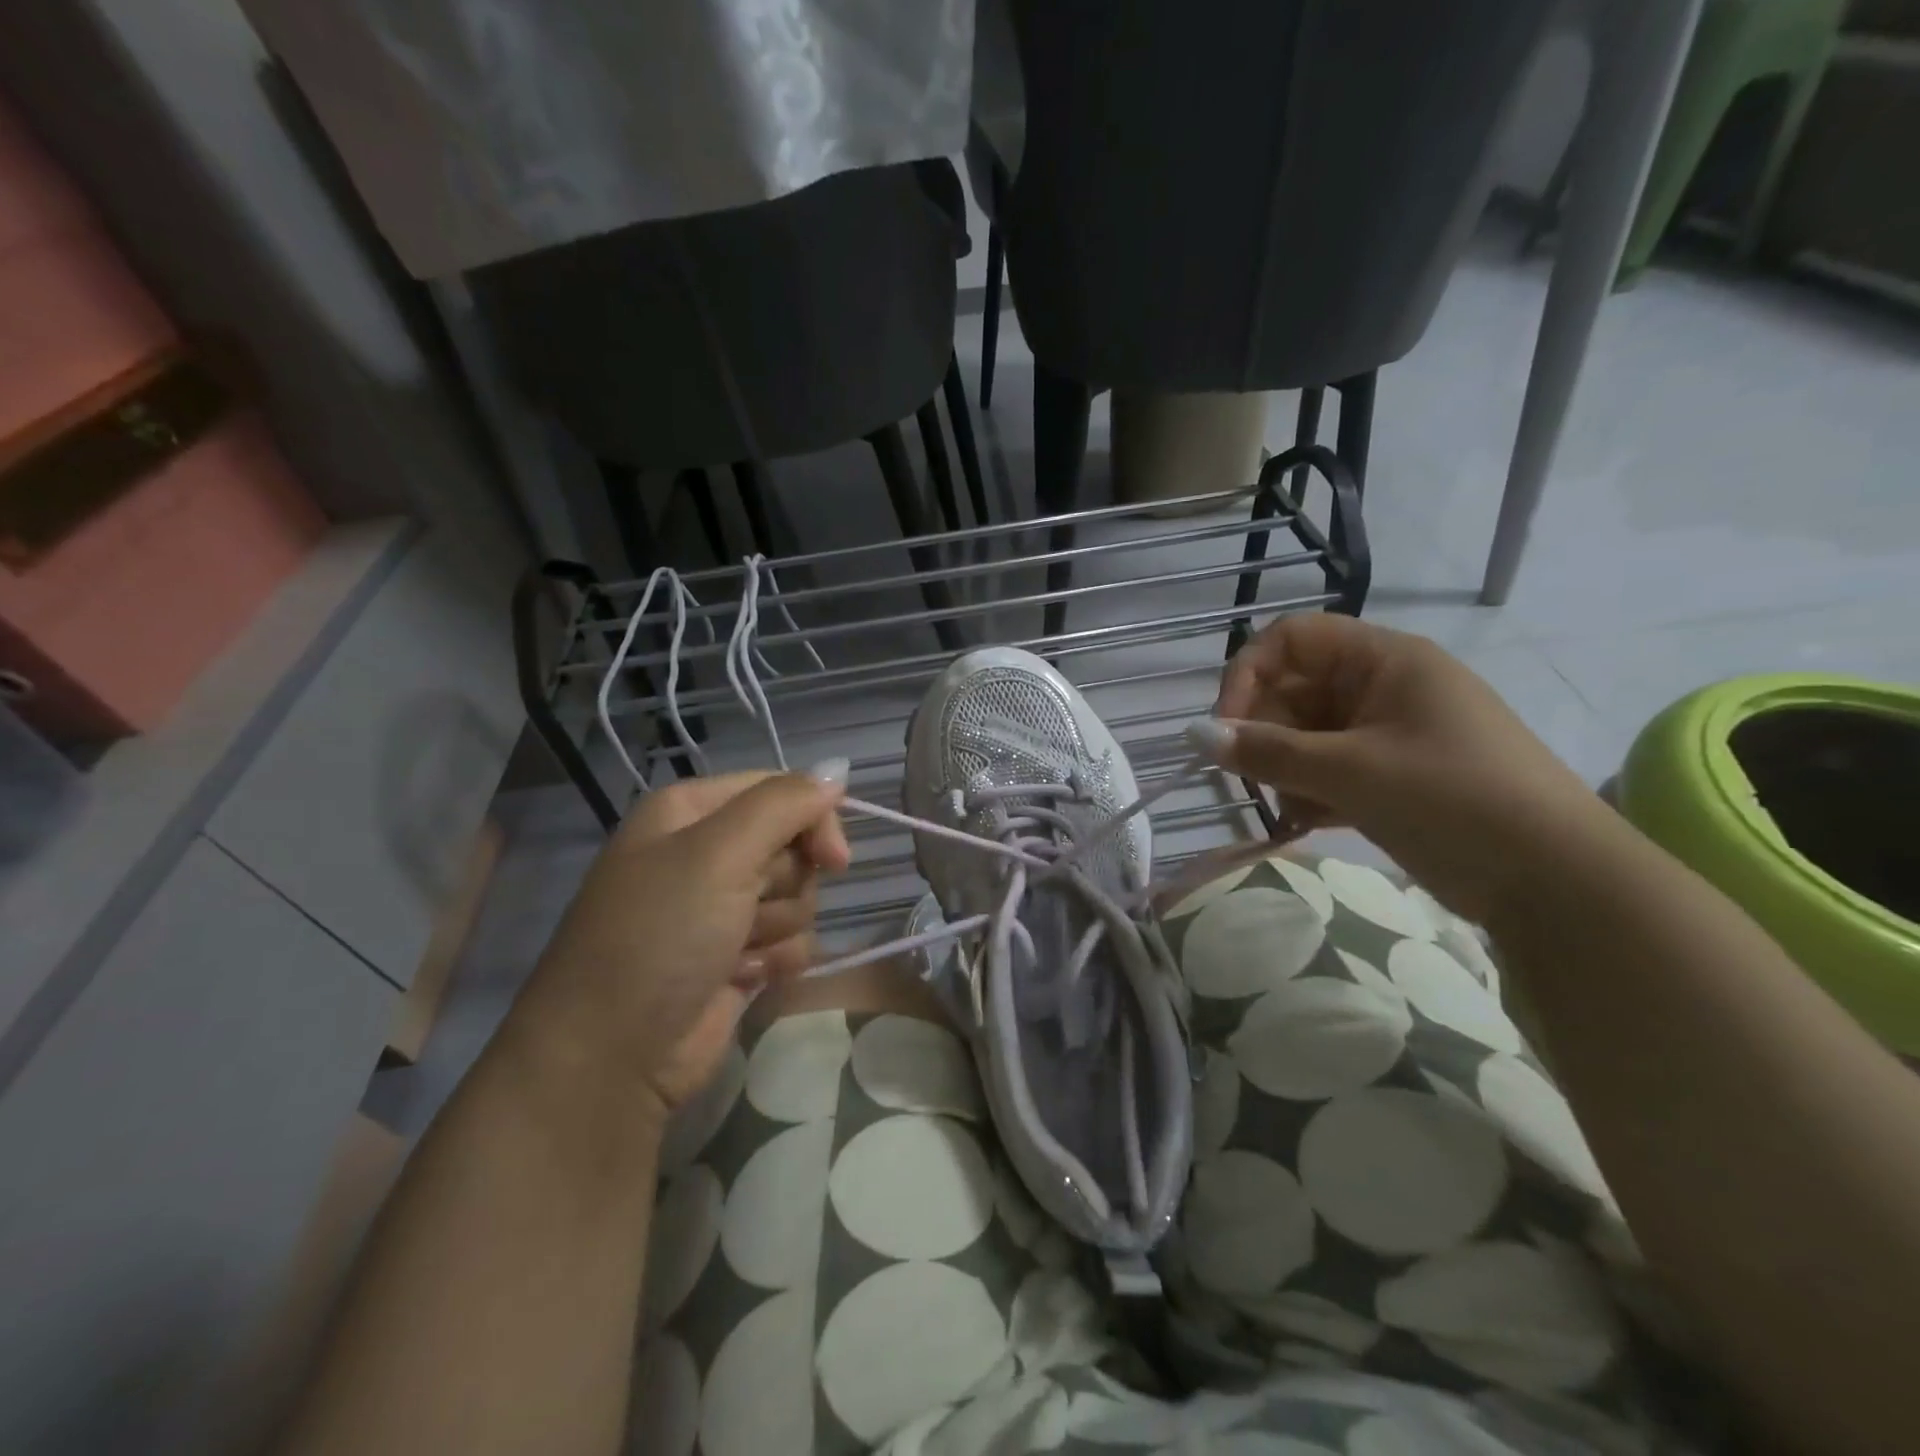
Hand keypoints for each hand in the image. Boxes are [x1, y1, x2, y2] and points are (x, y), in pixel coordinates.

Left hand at [512, 771, 849, 1116]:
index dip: (813, 820)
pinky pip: (792, 940)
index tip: (833, 858)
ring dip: (777, 927)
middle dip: (783, 883)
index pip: (781, 790)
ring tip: (734, 952)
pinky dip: (775, 960)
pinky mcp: (739, 954)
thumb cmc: (659, 936)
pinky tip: (740, 978)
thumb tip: (837, 772)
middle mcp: (707, 851)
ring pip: (799, 896)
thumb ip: (784, 805)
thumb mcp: (719, 853)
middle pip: (794, 845)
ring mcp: (722, 906)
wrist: (613, 1056)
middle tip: (746, 909)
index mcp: (691, 811)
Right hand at [1208, 614, 1606, 921]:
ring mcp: (1387, 734)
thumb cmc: (1454, 799)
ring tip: (1295, 810)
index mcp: (1384, 660)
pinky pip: (1327, 769)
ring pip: (1305, 736)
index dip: (1248, 673)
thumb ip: (1267, 752)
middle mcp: (1383, 687)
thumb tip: (1195, 737)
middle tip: (1255, 781)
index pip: (1292, 639)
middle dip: (1265, 734)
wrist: (1557, 881)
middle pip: (1293, 690)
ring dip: (1285, 771)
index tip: (1225, 728)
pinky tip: (1307, 824)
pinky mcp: (1390, 776)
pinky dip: (1309, 793)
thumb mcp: (1352, 771)